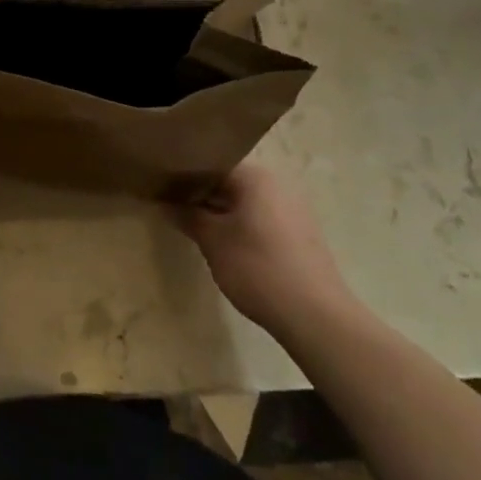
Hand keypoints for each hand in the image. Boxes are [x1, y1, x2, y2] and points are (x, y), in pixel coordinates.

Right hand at [176, 165, 359, 341]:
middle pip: (230, 180)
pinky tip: (227, 245)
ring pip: (247, 201)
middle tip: (175, 206)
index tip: (164, 186)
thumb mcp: (213, 242)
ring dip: (222, 211)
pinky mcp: (301, 234)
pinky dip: (242, 224)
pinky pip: (263, 217)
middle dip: (203, 193)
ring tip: (196, 225)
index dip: (185, 174)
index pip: (212, 162)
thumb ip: (188, 217)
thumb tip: (165, 203)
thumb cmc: (258, 268)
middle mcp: (276, 183)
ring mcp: (293, 208)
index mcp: (255, 176)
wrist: (316, 317)